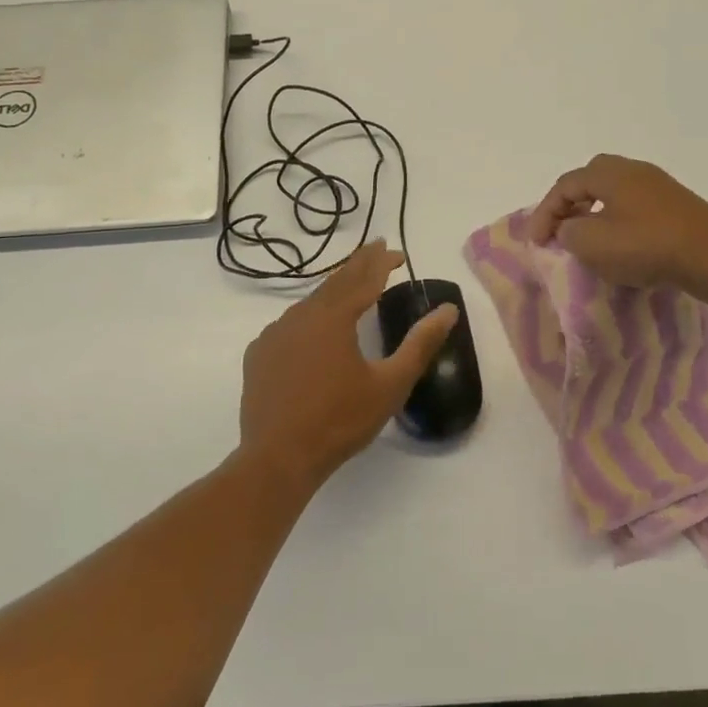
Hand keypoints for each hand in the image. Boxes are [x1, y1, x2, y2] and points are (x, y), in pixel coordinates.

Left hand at [238, 241, 458, 484]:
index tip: (398, 252)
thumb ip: (420, 344)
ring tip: (350, 287)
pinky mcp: (259, 354)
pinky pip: (288, 325)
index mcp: (334, 317)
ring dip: (334, 291)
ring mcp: (275, 334)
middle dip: (359, 265)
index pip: (364, 278)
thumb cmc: (341, 420)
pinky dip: (308, 318)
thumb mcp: (391, 384)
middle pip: (335, 282)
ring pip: (310, 302)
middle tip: (377, 249)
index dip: (382, 262)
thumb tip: (448, 310)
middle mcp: (302, 316)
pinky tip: (313, 330)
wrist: (279, 457)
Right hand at [525, 154, 707, 295]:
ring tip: (588, 239)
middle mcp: (633, 170)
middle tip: (560, 229)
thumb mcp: (592, 244)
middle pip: (591, 179)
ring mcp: (659, 185)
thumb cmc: (646, 246)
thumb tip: (569, 228)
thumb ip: (569, 232)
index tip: (535, 242)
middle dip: (570, 203)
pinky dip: (619, 221)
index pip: (564, 186)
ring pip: (615, 193)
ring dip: (595, 213)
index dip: (544, 212)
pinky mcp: (678, 205)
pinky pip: (636, 206)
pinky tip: (622, 244)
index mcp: (608, 173)